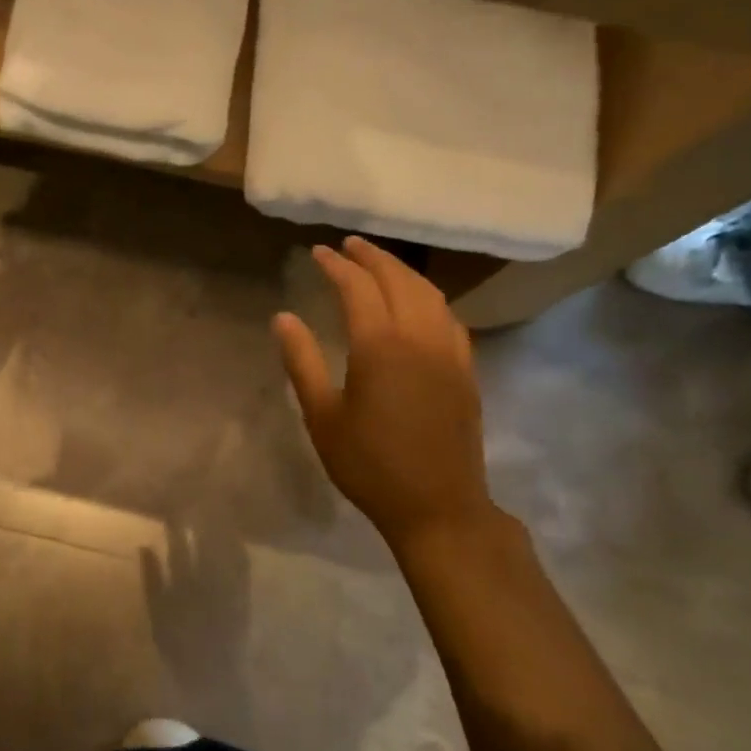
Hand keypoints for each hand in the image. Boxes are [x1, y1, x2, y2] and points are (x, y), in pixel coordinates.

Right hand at [273, 238, 495, 548]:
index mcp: (380, 347)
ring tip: (380, 264)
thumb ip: (302, 362)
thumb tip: (284, 318)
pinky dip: (429, 298)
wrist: (437, 505)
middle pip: (400, 280)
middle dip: (373, 257)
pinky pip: (449, 319)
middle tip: (349, 245)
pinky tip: (418, 304)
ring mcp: (450, 353)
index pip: (358, 288)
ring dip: (403, 272)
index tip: (318, 252)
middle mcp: (420, 339)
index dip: (337, 265)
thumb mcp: (322, 417)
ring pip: (430, 295)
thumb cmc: (368, 465)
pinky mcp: (466, 371)